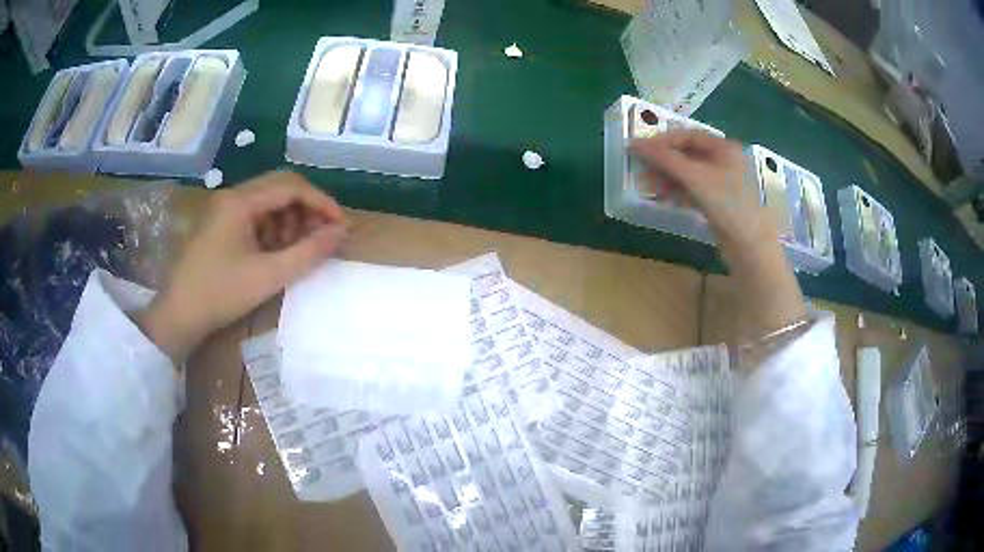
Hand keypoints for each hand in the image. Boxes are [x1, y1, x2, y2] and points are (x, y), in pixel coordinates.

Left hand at [138, 171, 347, 360]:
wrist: (178, 315)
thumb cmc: (220, 294)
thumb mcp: (269, 276)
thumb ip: (308, 252)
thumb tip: (341, 232)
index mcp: (240, 201)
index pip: (291, 186)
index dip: (321, 203)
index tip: (340, 227)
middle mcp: (231, 195)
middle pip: (280, 186)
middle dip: (306, 208)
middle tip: (322, 235)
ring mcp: (223, 208)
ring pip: (268, 199)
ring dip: (289, 218)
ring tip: (296, 248)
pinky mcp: (219, 223)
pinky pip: (254, 214)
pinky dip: (272, 227)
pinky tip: (273, 252)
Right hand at [630, 130, 806, 339]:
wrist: (750, 247)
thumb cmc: (727, 204)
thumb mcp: (695, 178)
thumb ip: (665, 159)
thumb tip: (633, 143)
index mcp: (724, 147)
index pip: (688, 135)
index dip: (663, 141)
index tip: (640, 149)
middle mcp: (725, 160)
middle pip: (688, 154)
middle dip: (665, 161)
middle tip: (642, 168)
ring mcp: (723, 183)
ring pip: (689, 173)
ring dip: (669, 177)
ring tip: (650, 185)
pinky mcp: (719, 202)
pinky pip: (694, 189)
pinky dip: (678, 191)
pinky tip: (664, 197)